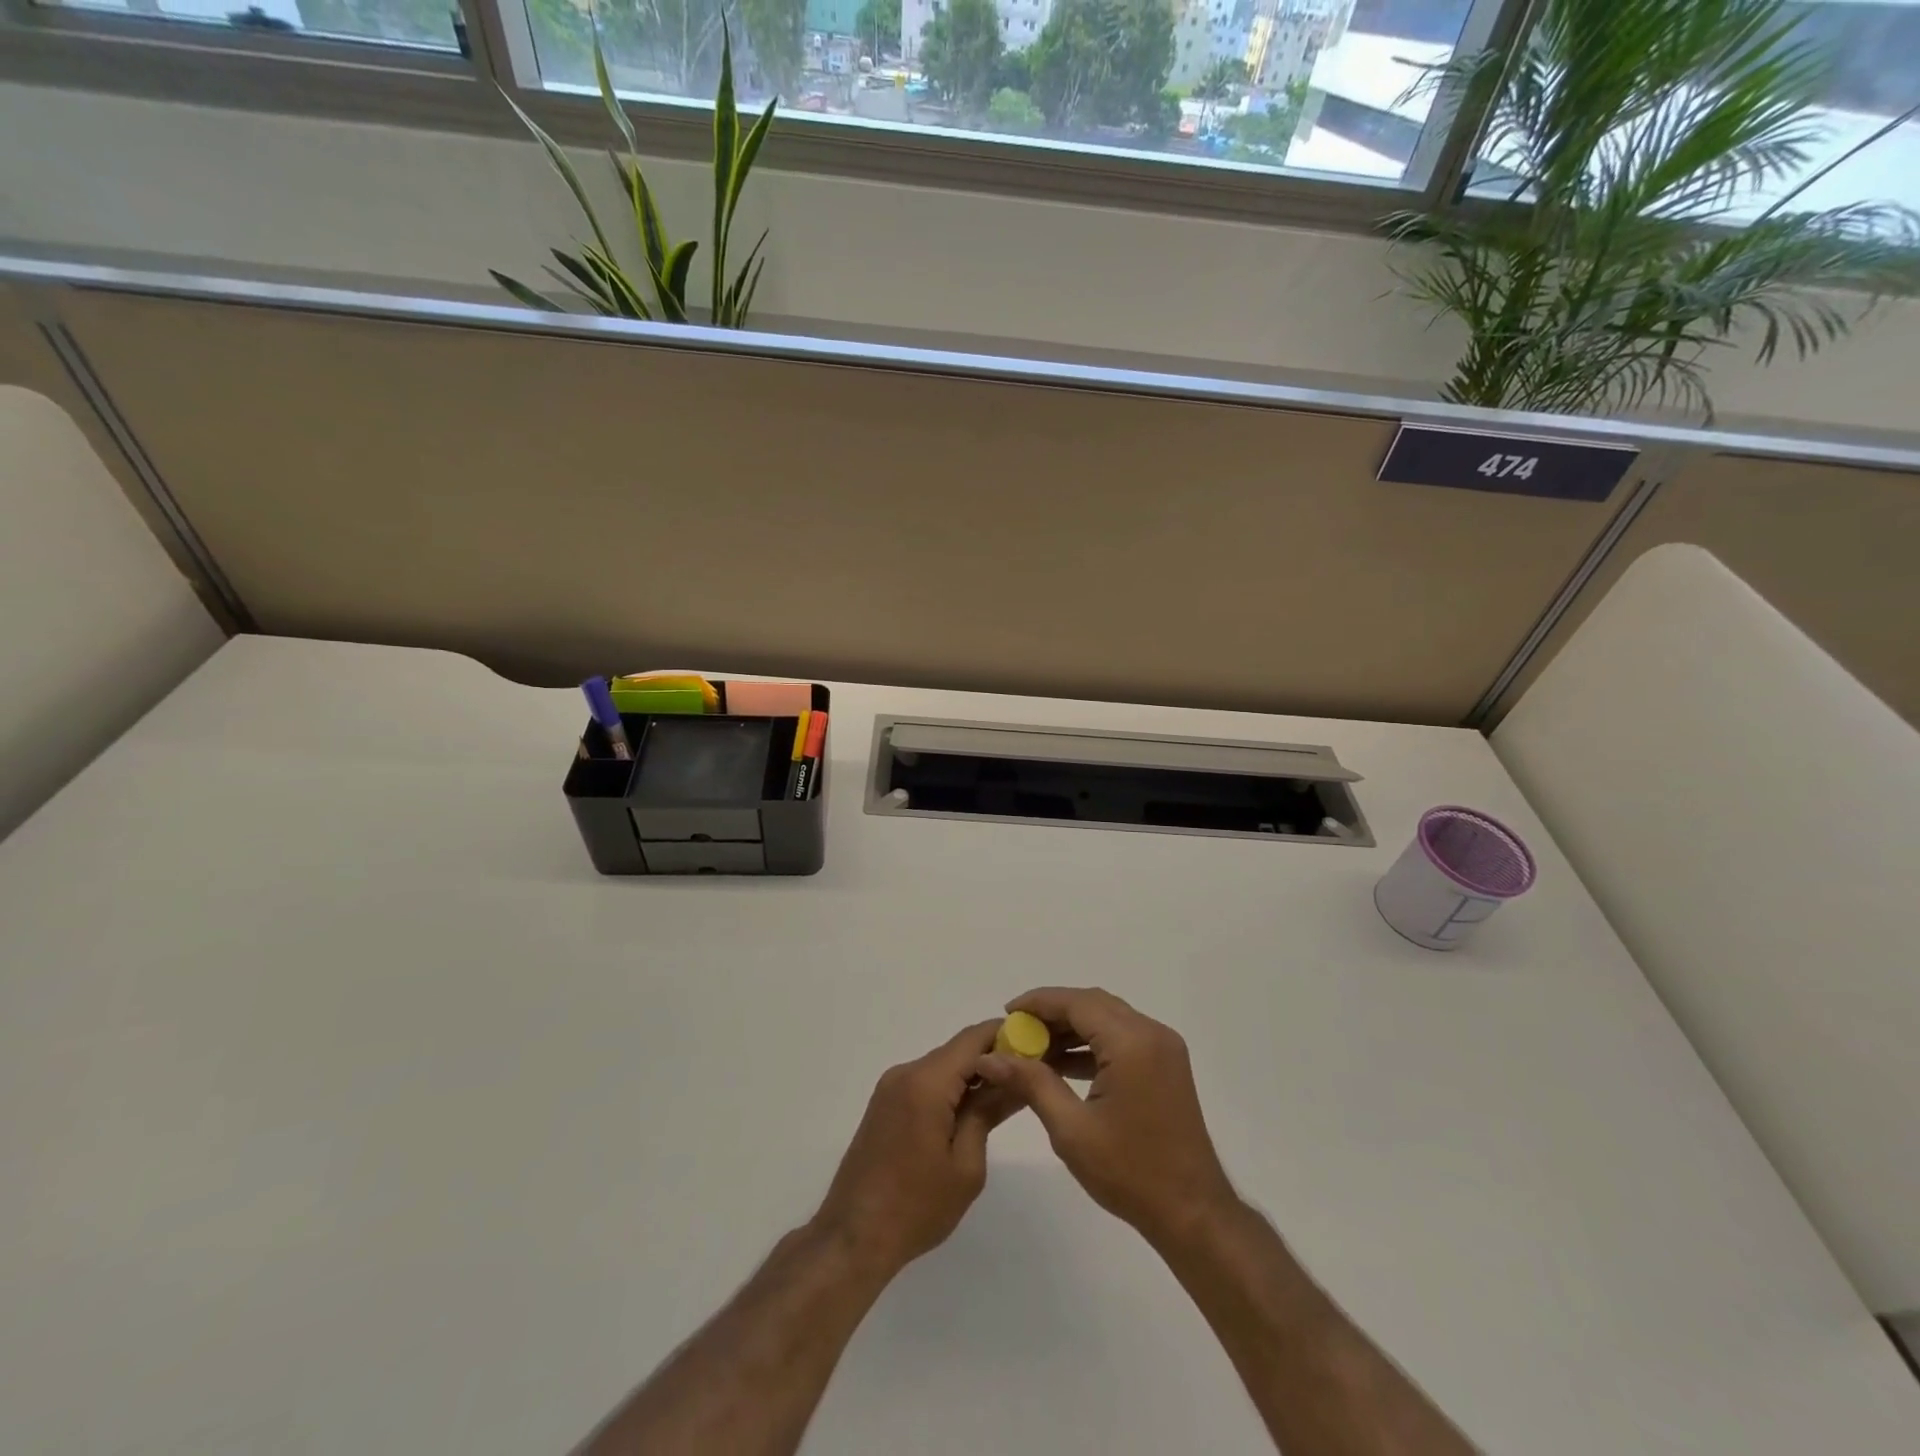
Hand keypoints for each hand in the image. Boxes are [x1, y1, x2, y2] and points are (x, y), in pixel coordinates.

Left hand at [813, 1021, 1018, 1277]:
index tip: (1037, 1045)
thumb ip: (988, 1113)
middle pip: (957, 1050)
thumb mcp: (966, 1165)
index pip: (973, 1039)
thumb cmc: (916, 1206)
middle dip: (993, 1057)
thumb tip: (1014, 1081)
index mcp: (926, 1082)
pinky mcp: (885, 1104)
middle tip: (1029, 1074)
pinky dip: (951, 1088)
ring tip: (1006, 1095)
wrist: (853, 1237)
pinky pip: (926, 1082)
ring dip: (972, 1075)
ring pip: (942, 1066)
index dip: (1006, 1035)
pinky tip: (971, 1111)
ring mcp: (891, 1087)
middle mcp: (906, 1073)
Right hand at [974, 987, 1237, 1245]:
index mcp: (1131, 1042)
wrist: (1192, 1213)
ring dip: (1072, 1028)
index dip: (1039, 1002)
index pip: (1077, 1002)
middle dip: (1053, 1013)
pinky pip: (1122, 1038)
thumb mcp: (1071, 1129)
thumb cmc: (1130, 1172)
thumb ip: (1030, 1082)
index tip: (1007, 1013)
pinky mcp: (1166, 1064)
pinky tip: (1063, 1064)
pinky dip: (1092, 1044)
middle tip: (1017, 1031)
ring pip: (1108, 1018)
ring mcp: (1163, 1048)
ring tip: (1034, 1048)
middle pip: (1093, 1005)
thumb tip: (989, 1057)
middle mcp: (1151, 1033)